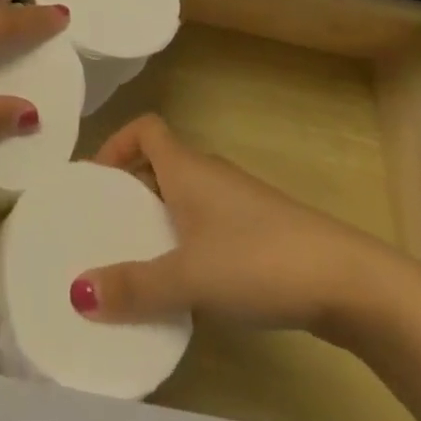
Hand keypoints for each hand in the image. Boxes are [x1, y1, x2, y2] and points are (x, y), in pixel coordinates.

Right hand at [73, 115, 410, 338]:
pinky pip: (207, 224)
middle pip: (160, 163)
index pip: (145, 127)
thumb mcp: (189, 278)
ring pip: (184, 197)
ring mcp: (237, 202)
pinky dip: (187, 243)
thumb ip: (134, 287)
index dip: (116, 143)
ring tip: (138, 263)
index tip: (95, 181)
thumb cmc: (256, 260)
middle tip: (105, 229)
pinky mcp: (259, 232)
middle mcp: (208, 173)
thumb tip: (76, 292)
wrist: (343, 280)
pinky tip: (189, 289)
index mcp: (186, 166)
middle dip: (130, 190)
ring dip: (158, 220)